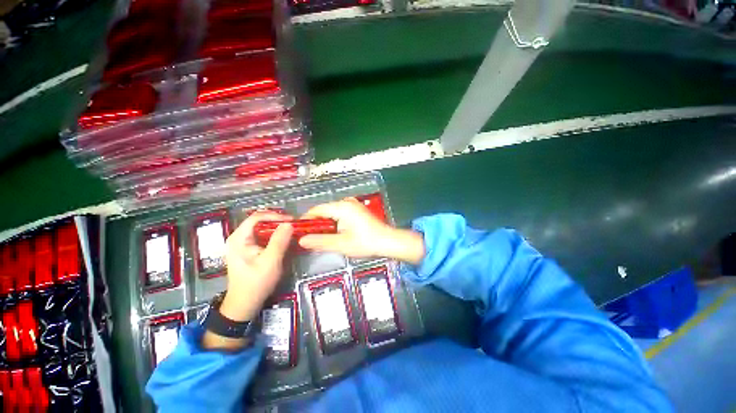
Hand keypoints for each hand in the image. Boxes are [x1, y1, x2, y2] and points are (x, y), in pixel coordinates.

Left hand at [219, 211, 292, 322]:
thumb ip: (279, 241)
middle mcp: (239, 237)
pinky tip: (283, 238)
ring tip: (291, 229)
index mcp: (239, 238)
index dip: (275, 216)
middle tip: (293, 224)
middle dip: (277, 220)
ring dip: (277, 227)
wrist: (245, 303)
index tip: (291, 220)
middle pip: (259, 221)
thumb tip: (289, 223)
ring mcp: (243, 243)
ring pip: (261, 228)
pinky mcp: (249, 249)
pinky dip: (274, 234)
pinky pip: (262, 236)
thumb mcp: (270, 262)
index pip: (256, 217)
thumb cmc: (256, 283)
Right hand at [298, 198, 424, 264]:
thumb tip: (301, 240)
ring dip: (325, 225)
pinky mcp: (357, 211)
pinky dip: (334, 223)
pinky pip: (339, 215)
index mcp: (342, 207)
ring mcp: (353, 205)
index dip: (306, 220)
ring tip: (320, 238)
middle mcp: (346, 202)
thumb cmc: (366, 242)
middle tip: (309, 238)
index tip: (298, 232)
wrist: (388, 241)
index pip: (317, 210)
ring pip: (331, 213)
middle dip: (315, 224)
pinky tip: (333, 234)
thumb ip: (320, 241)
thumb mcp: (341, 244)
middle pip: (324, 211)